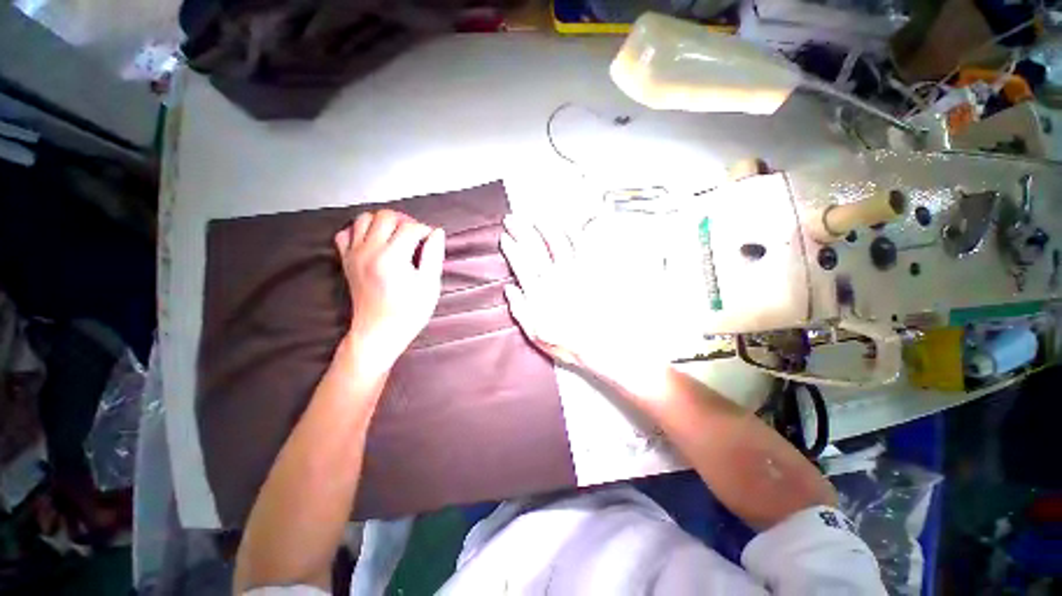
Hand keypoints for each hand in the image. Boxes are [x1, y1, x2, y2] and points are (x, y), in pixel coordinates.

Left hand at [334, 210, 444, 368]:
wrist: (379, 332)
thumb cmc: (409, 312)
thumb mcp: (429, 285)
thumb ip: (434, 255)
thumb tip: (437, 232)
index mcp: (392, 257)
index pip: (410, 228)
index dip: (425, 231)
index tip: (432, 241)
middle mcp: (369, 250)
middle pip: (386, 216)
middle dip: (405, 221)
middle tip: (416, 236)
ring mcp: (354, 254)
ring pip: (364, 218)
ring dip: (383, 221)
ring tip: (396, 235)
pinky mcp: (345, 260)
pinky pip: (345, 233)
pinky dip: (359, 230)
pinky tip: (374, 241)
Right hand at [500, 215, 669, 383]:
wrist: (600, 345)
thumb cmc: (568, 341)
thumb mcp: (536, 333)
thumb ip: (520, 310)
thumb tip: (510, 291)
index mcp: (539, 292)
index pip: (521, 264)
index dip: (511, 249)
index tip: (505, 237)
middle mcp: (555, 278)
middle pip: (535, 248)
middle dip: (522, 230)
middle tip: (513, 219)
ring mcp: (574, 272)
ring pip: (557, 242)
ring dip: (545, 227)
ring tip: (537, 217)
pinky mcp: (591, 271)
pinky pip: (582, 247)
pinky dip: (574, 233)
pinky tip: (568, 225)